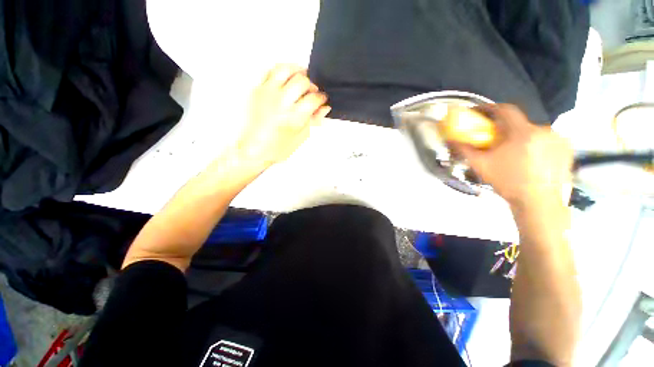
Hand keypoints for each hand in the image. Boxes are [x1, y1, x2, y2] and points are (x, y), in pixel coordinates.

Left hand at [237, 64, 330, 169]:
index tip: (323, 99)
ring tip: (302, 77)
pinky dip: (281, 71)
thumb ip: (314, 120)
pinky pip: (270, 71)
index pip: (313, 99)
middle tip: (312, 91)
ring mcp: (268, 94)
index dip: (322, 97)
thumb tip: (325, 108)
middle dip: (311, 85)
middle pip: (302, 81)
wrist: (254, 150)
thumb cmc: (279, 148)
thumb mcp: (301, 137)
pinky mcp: (258, 91)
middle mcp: (281, 102)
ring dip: (297, 71)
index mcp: (294, 117)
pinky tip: (287, 79)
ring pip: (285, 69)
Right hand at [450, 104, 572, 208]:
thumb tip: (451, 139)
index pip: (505, 110)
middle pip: (519, 123)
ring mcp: (558, 139)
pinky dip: (535, 144)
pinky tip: (530, 158)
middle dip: (505, 129)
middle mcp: (544, 130)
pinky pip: (546, 140)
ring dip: (521, 138)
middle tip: (495, 141)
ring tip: (513, 153)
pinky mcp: (567, 149)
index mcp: (523, 132)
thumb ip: (465, 150)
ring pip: (533, 132)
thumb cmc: (508, 182)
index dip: (490, 108)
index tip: (480, 112)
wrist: (539, 203)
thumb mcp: (481, 166)